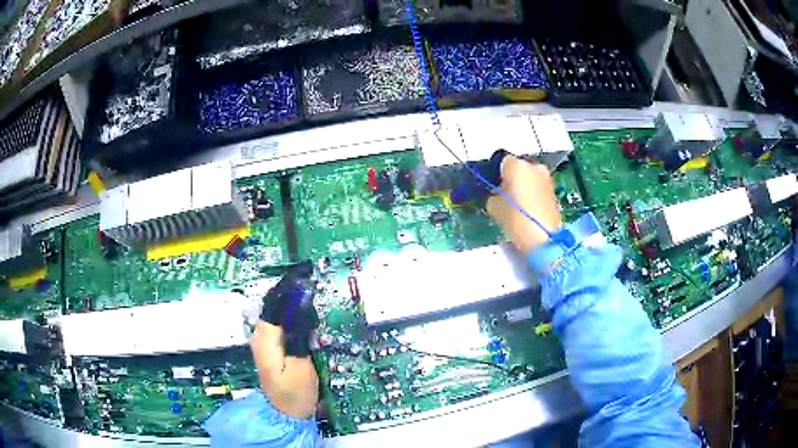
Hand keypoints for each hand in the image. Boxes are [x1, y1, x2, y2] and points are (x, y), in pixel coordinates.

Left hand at [251, 264, 319, 418]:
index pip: (275, 301)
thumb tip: (302, 303)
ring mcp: (264, 342)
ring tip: (312, 292)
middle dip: (291, 290)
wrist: (284, 416)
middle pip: (274, 304)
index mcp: (265, 337)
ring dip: (293, 301)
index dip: (289, 285)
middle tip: (312, 279)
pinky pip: (281, 323)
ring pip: (277, 312)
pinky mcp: (270, 348)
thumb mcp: (300, 365)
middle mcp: (260, 335)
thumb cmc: (294, 394)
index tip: (305, 271)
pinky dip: (293, 315)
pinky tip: (306, 315)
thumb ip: (299, 333)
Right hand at [486, 155, 562, 253]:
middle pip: (518, 168)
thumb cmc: (516, 220)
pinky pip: (538, 187)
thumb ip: (493, 195)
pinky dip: (532, 193)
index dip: (496, 174)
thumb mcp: (494, 207)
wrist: (544, 238)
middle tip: (504, 196)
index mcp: (517, 165)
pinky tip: (528, 209)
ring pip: (530, 177)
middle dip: (511, 178)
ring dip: (523, 186)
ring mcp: (546, 178)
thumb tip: (497, 194)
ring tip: (517, 205)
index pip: (501, 161)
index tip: (493, 186)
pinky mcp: (554, 191)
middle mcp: (534, 166)